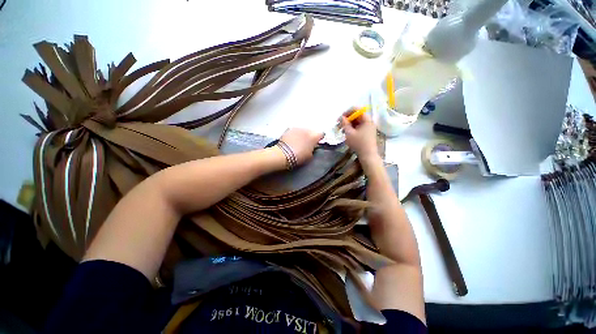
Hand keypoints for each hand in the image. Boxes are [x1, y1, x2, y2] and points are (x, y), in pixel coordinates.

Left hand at [279, 128, 323, 165]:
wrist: (283, 154)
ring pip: (303, 130)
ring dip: (303, 134)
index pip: (321, 134)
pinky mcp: (289, 128)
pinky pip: (295, 130)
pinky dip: (295, 134)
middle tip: (307, 143)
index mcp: (314, 136)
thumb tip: (312, 146)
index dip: (319, 138)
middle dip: (310, 136)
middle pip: (312, 131)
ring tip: (299, 141)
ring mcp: (298, 128)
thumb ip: (313, 149)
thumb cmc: (299, 157)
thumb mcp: (310, 156)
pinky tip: (292, 140)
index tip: (317, 143)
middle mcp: (307, 129)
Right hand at [341, 108, 378, 160]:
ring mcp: (369, 128)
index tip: (341, 117)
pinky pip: (359, 127)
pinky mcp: (368, 133)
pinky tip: (347, 133)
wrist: (368, 155)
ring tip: (342, 129)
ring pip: (358, 122)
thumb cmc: (358, 143)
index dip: (348, 112)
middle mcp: (369, 122)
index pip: (357, 110)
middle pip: (358, 116)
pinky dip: (353, 128)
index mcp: (367, 120)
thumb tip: (341, 117)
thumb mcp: (349, 133)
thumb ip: (345, 124)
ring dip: (349, 124)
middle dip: (348, 118)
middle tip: (340, 123)